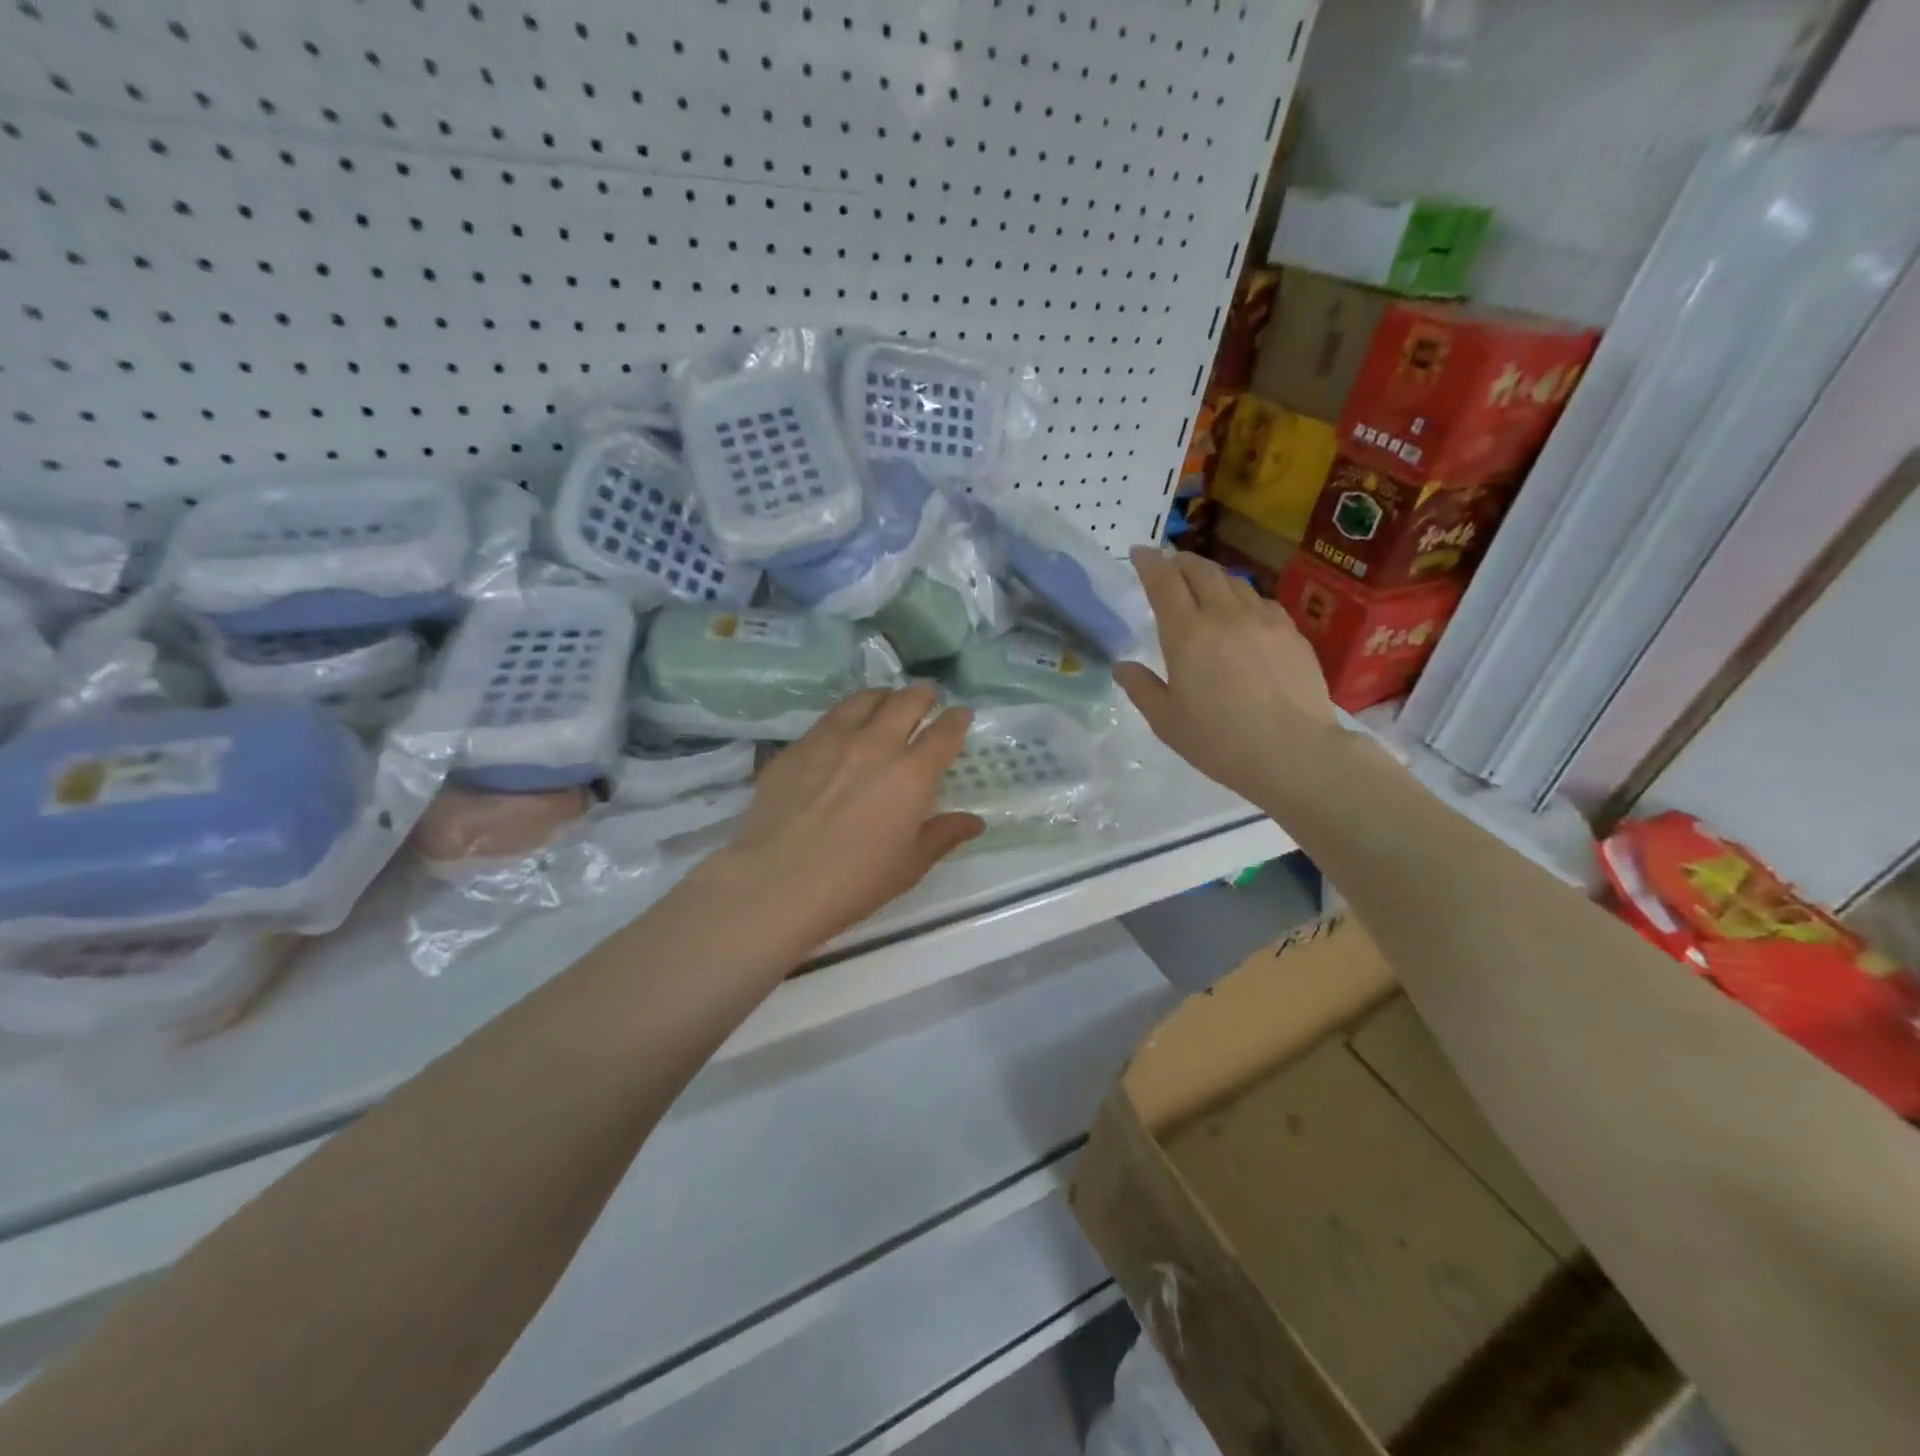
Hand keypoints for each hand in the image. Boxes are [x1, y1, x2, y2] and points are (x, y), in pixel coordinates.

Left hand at [710, 686, 984, 949]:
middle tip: (927, 698)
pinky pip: (830, 717)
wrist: (776, 883)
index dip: (957, 719)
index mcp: (912, 774)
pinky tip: (844, 730)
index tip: (961, 715)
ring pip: (865, 699)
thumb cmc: (854, 882)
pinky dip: (849, 714)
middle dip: (923, 695)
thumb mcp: (909, 865)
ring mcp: (832, 739)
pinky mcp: (798, 746)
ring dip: (885, 696)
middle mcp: (876, 744)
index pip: (944, 732)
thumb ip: (943, 835)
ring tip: (887, 703)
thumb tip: (974, 822)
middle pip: (906, 701)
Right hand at [1115, 548, 1337, 803]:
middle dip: (1180, 561)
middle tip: (1168, 563)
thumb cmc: (1220, 741)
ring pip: (1234, 581)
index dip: (1148, 562)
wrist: (1294, 753)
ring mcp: (1263, 620)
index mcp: (1187, 634)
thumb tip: (1122, 666)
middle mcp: (1224, 615)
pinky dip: (1243, 597)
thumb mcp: (1166, 721)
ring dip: (1212, 576)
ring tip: (1204, 583)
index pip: (1163, 583)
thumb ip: (1141, 688)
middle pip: (1200, 571)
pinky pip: (1262, 601)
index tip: (1138, 552)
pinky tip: (1243, 612)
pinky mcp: (1292, 633)